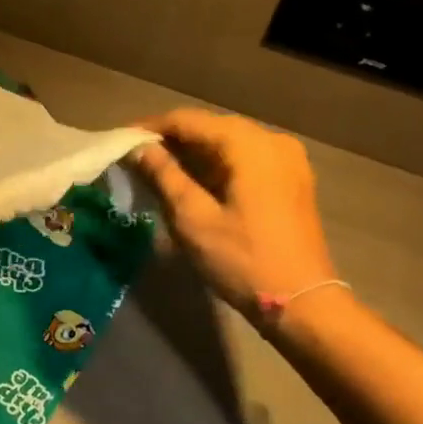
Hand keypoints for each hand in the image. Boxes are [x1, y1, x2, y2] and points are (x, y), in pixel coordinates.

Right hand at [133, 109, 337, 325]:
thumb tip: (139, 148)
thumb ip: (163, 175)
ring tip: (156, 170)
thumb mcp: (193, 217)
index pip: (188, 121)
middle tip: (135, 157)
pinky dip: (214, 166)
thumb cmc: (242, 259)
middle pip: (210, 128)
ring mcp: (287, 160)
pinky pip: (244, 160)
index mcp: (248, 144)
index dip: (151, 128)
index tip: (121, 140)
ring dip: (192, 154)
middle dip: (171, 140)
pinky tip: (191, 182)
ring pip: (227, 144)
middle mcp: (272, 141)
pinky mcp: (290, 180)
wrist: (302, 302)